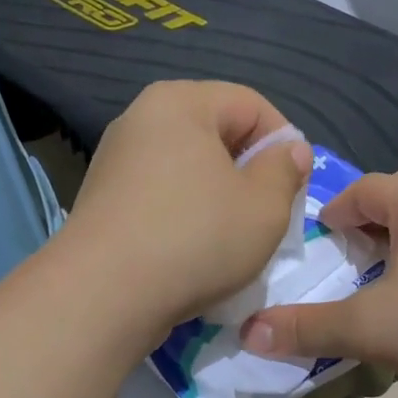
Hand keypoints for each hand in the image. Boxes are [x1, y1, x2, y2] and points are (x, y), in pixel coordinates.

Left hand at [56, 81, 311, 346]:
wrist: (104, 295)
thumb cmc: (196, 239)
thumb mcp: (264, 206)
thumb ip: (286, 170)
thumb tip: (289, 150)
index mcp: (180, 102)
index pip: (251, 105)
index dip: (284, 143)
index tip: (294, 188)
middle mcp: (141, 119)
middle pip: (216, 134)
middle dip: (249, 172)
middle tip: (267, 215)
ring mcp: (115, 160)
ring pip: (188, 168)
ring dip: (218, 197)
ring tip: (232, 239)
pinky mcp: (102, 199)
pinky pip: (160, 194)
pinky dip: (184, 215)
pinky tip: (193, 251)